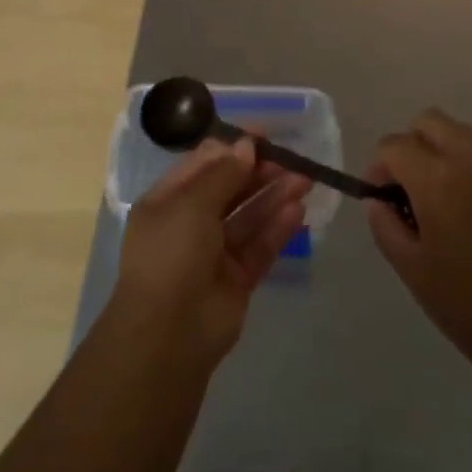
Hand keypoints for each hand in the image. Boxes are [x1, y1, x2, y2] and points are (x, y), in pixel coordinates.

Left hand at [110, 139, 311, 370]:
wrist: (168, 335)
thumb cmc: (171, 254)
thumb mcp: (191, 203)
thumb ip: (223, 173)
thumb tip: (246, 145)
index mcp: (167, 201)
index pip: (202, 165)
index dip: (232, 148)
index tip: (262, 135)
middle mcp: (189, 223)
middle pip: (229, 189)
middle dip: (259, 172)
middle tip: (290, 160)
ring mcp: (214, 253)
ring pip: (248, 217)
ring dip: (274, 196)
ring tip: (304, 179)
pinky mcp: (237, 279)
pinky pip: (259, 246)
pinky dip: (277, 227)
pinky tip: (298, 210)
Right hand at [367, 109, 471, 394]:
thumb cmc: (469, 307)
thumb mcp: (412, 270)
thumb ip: (385, 224)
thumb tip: (377, 200)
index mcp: (437, 180)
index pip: (393, 145)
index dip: (378, 168)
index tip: (381, 199)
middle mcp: (471, 160)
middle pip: (429, 121)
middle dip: (410, 146)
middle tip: (409, 190)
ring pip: (461, 133)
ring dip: (441, 153)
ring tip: (442, 200)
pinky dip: (470, 168)